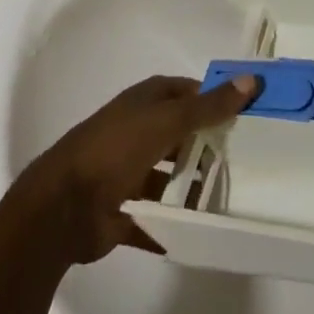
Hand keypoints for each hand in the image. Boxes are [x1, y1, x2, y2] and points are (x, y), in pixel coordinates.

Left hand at [8, 74, 259, 267]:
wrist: (62, 207)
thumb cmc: (115, 150)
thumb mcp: (166, 121)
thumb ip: (208, 106)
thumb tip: (251, 80)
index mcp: (142, 104)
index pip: (184, 92)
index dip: (211, 97)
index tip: (245, 113)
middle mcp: (134, 133)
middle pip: (178, 135)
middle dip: (207, 146)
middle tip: (247, 160)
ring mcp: (126, 173)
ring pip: (168, 178)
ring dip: (192, 188)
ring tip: (230, 200)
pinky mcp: (122, 211)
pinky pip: (156, 218)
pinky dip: (175, 225)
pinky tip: (203, 233)